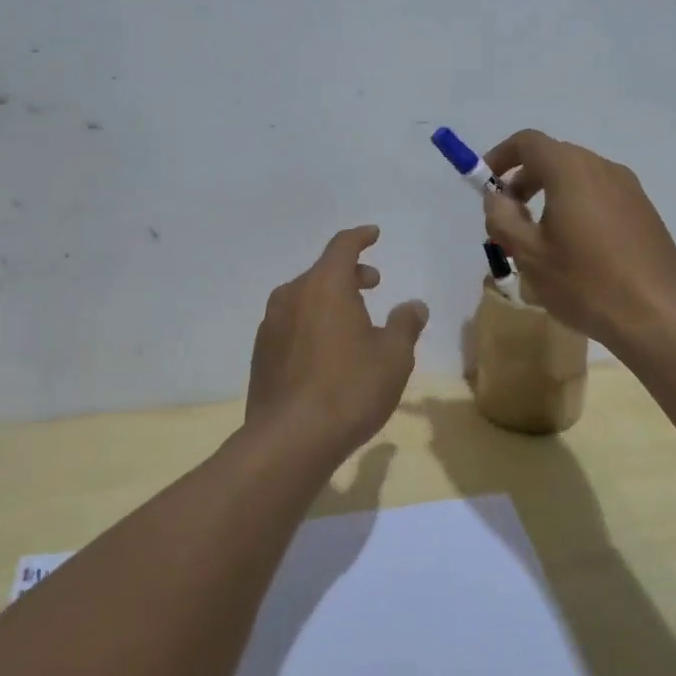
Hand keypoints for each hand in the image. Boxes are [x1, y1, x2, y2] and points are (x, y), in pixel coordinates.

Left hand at [245, 226, 428, 459]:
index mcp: (324, 286)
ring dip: (329, 299)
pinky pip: (291, 323)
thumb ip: (405, 324)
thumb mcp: (393, 357)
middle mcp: (292, 296)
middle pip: (322, 272)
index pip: (342, 246)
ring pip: (304, 298)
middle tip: (373, 284)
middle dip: (350, 273)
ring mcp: (271, 325)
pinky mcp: (261, 354)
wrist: (289, 440)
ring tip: (353, 320)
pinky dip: (312, 323)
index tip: (373, 234)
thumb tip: (413, 305)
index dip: (360, 237)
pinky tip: (327, 351)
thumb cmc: (349, 389)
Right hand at [480, 130, 675, 351]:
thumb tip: (497, 197)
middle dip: (523, 181)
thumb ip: (502, 218)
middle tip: (508, 218)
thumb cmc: (586, 283)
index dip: (500, 156)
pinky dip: (576, 207)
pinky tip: (575, 251)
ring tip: (539, 240)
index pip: (528, 142)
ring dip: (550, 196)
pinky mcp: (644, 211)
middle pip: (553, 158)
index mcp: (571, 170)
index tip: (485, 184)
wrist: (660, 317)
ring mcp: (629, 189)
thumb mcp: (529, 254)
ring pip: (578, 178)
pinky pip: (600, 196)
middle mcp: (602, 168)